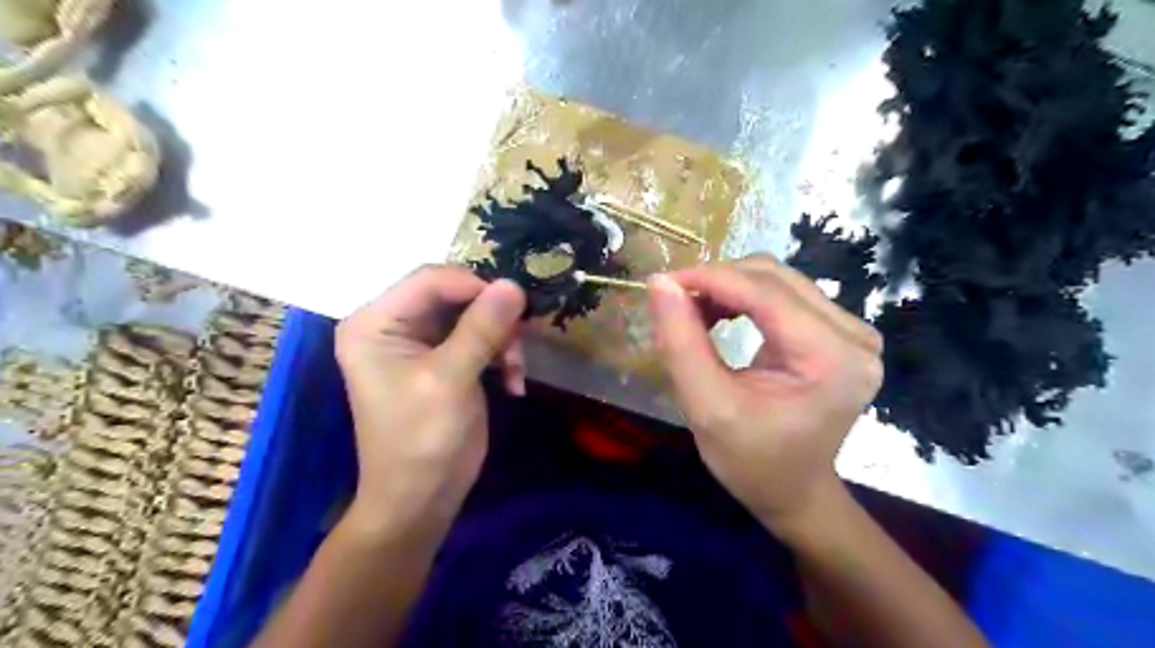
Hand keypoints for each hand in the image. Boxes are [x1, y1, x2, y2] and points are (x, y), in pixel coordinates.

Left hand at [333, 264, 527, 536]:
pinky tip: (514, 383)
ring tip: (517, 371)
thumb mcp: (451, 380)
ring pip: (473, 315)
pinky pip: (479, 337)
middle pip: (454, 294)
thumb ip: (482, 329)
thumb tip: (514, 284)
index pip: (430, 279)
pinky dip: (501, 355)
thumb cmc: (422, 440)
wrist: (420, 500)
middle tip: (519, 344)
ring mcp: (419, 342)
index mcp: (375, 322)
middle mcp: (393, 324)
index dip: (475, 286)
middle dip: (492, 318)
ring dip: (502, 339)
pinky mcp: (443, 359)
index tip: (515, 308)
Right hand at [647, 254, 880, 531]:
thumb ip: (681, 342)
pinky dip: (744, 298)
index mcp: (832, 359)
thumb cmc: (751, 462)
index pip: (765, 294)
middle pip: (774, 278)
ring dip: (729, 288)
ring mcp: (851, 331)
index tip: (661, 282)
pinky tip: (719, 316)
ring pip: (777, 281)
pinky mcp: (839, 333)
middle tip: (674, 302)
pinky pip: (784, 295)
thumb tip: (660, 283)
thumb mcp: (707, 407)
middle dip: (718, 281)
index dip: (709, 279)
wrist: (794, 491)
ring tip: (693, 312)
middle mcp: (854, 335)